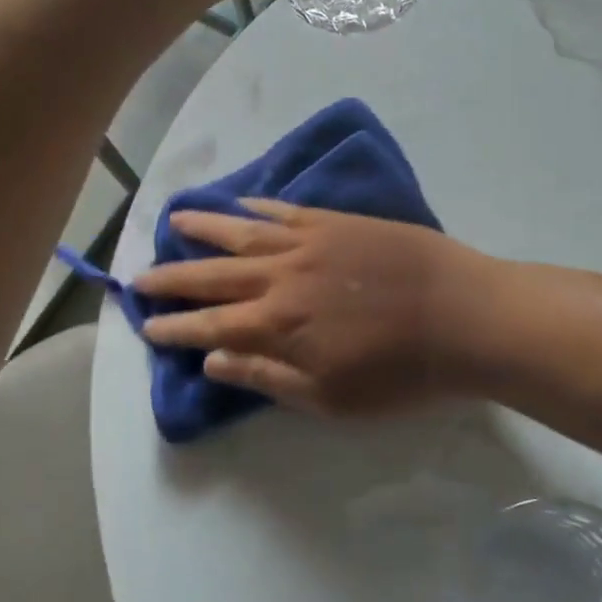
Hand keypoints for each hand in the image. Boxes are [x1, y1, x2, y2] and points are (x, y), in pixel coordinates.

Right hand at [136, 200, 483, 415]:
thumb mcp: (331, 398)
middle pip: (213, 275)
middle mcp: (281, 277)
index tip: (146, 324)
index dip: (174, 327)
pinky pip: (284, 211)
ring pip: (241, 233)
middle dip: (172, 277)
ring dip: (203, 228)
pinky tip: (240, 204)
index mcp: (277, 325)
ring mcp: (308, 243)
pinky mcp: (336, 222)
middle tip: (139, 275)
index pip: (209, 324)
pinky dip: (255, 208)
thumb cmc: (401, 373)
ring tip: (172, 221)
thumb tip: (213, 361)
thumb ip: (267, 376)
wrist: (461, 316)